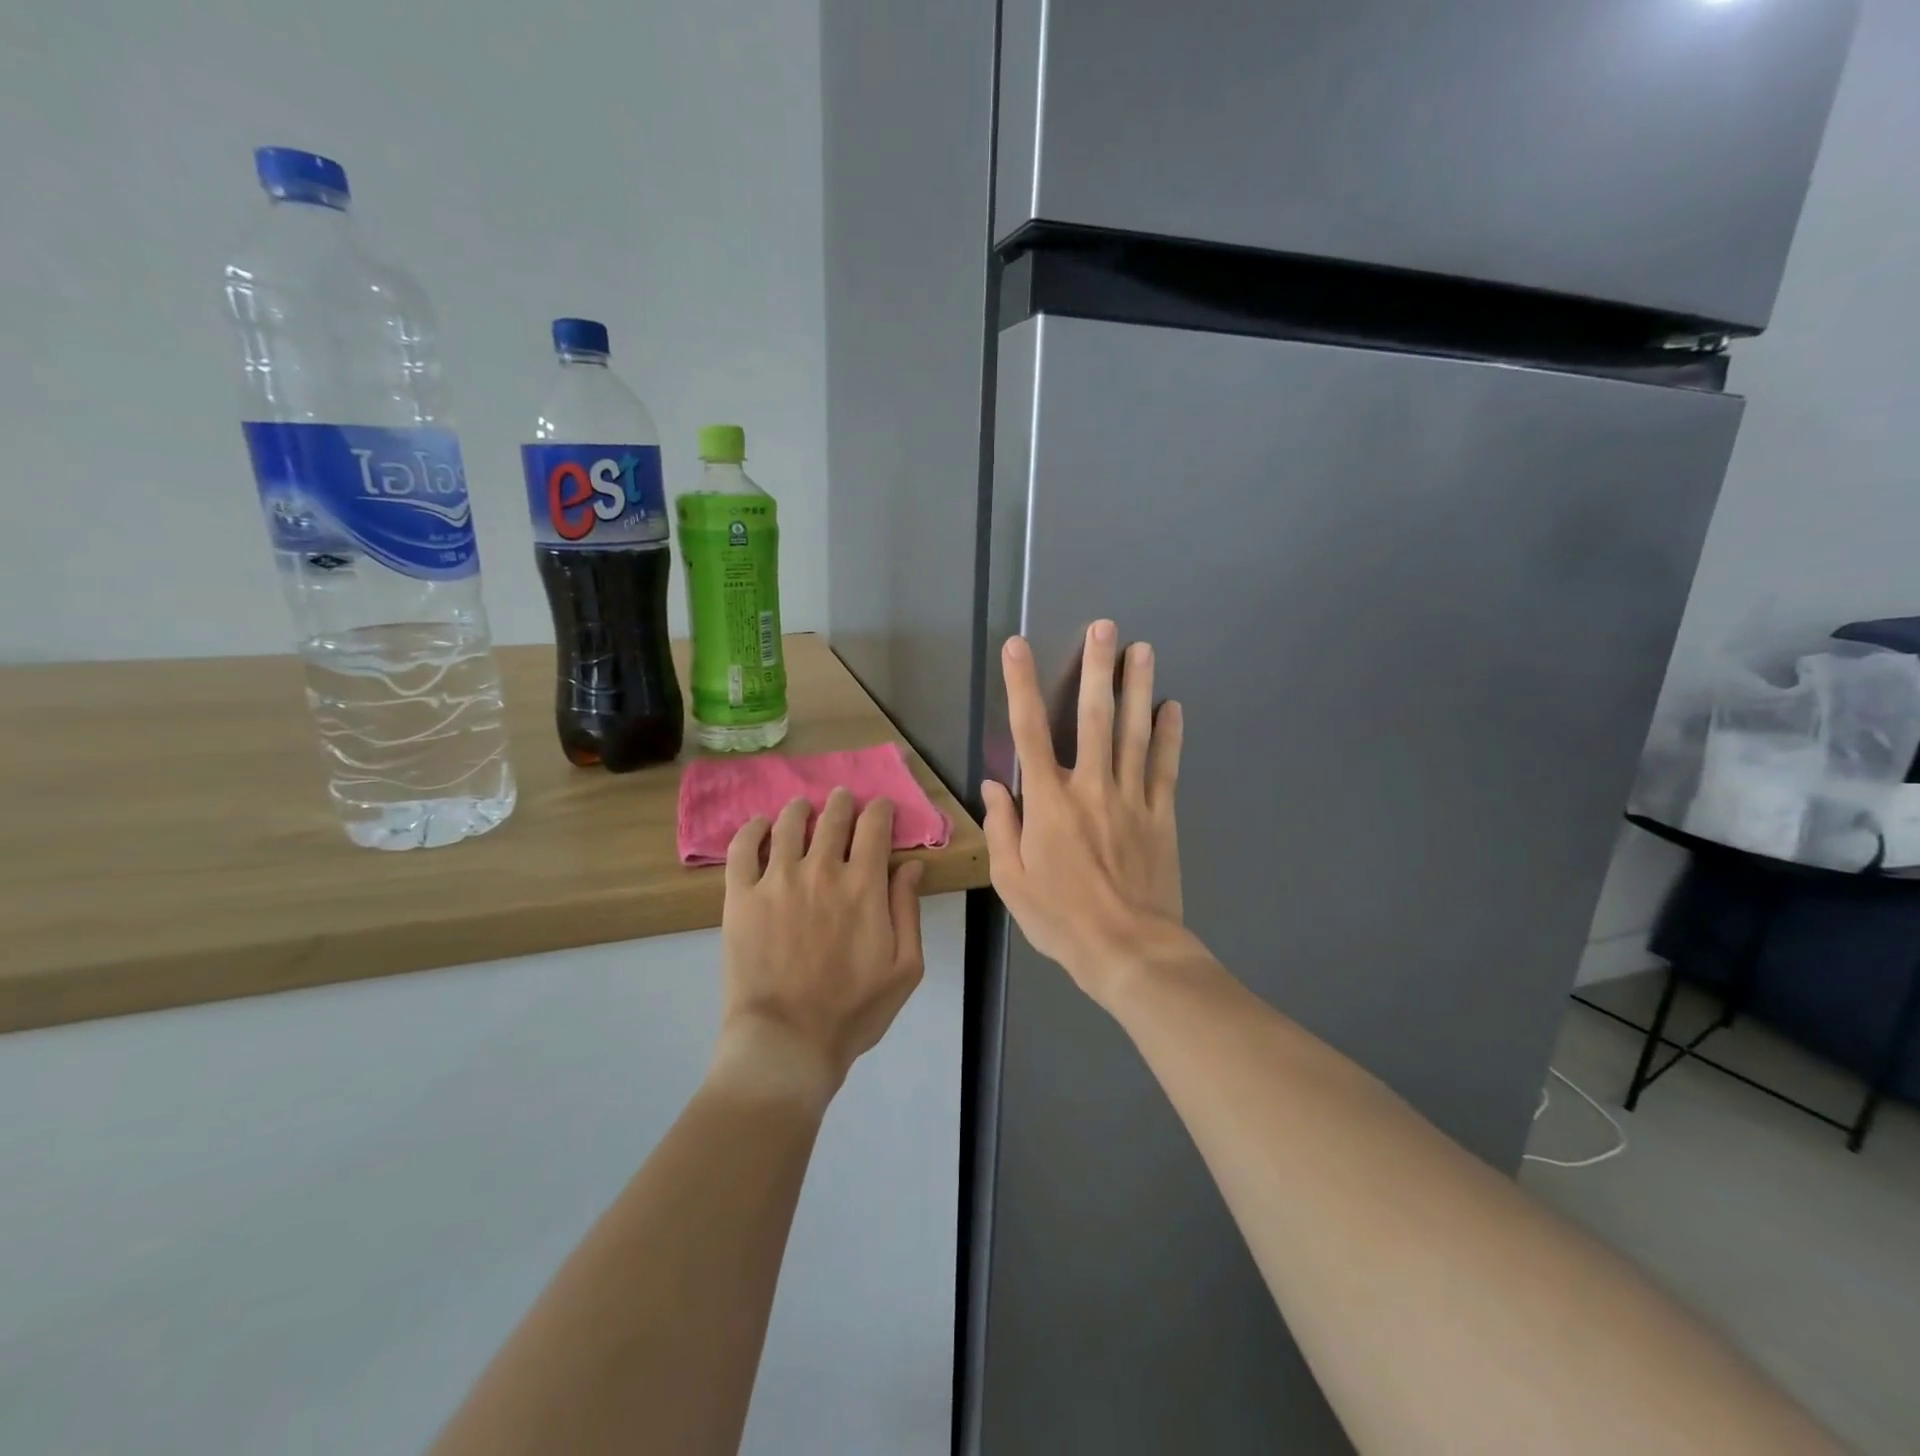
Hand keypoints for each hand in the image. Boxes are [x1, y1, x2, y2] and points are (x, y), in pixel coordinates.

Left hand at [714, 789, 925, 1108]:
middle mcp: (821, 870)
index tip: (880, 808)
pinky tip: (759, 826)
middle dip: (842, 803)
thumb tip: (910, 865)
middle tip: (842, 800)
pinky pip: (743, 847)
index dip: (880, 809)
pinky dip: (752, 829)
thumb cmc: (853, 1011)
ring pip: (789, 823)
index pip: (874, 826)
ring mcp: (777, 880)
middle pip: (833, 817)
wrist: (787, 1041)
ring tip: (802, 809)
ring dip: (800, 809)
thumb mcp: (905, 968)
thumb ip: (908, 911)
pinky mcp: (741, 896)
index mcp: (864, 885)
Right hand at [982, 620, 1184, 1006]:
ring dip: (1138, 688)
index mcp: (1049, 803)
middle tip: (1105, 627)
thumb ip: (1002, 828)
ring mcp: (1131, 799)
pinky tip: (1173, 707)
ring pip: (1135, 733)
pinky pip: (1165, 767)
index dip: (1021, 686)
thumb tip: (996, 785)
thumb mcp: (1011, 881)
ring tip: (1142, 649)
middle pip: (1095, 718)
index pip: (1030, 731)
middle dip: (1097, 669)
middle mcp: (1090, 788)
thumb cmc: (1061, 919)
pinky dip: (1170, 735)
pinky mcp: (1162, 815)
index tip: (1017, 647)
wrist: (1128, 951)